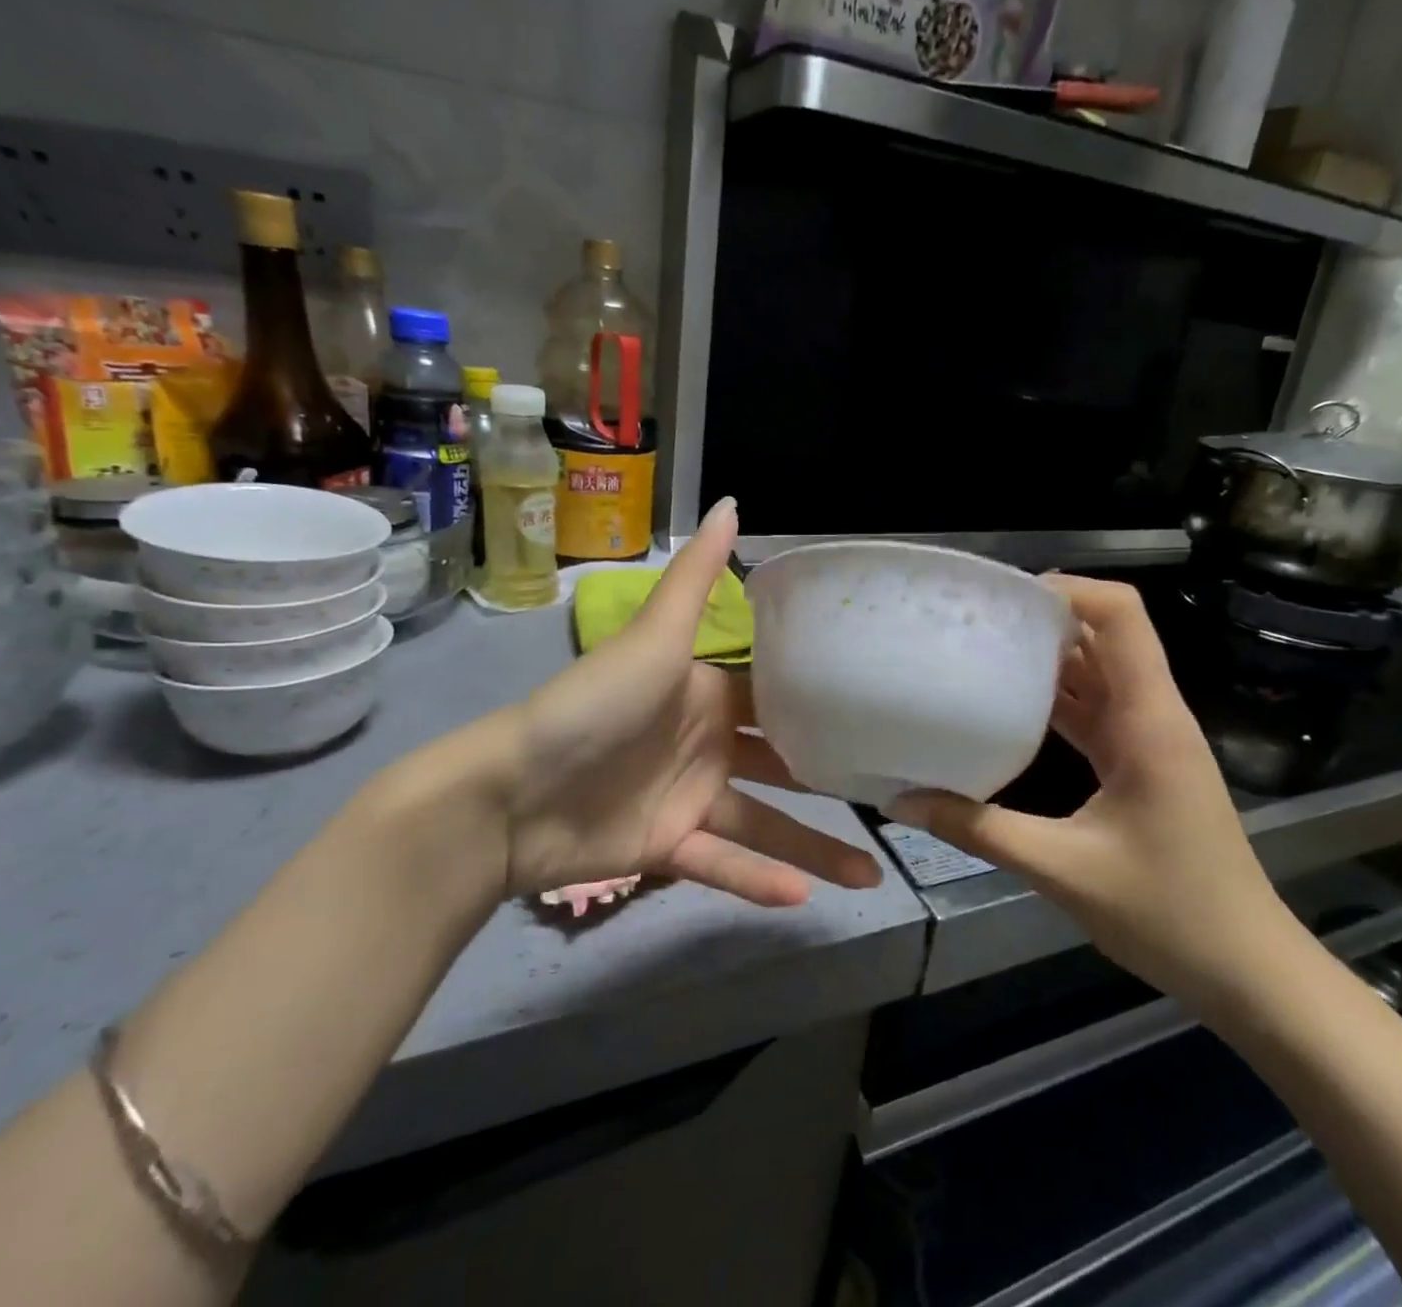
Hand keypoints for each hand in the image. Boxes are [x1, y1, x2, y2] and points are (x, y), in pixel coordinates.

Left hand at [392, 497, 882, 907]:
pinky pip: (723, 864)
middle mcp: (706, 744)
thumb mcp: (654, 635)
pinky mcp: (668, 848)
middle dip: (832, 780)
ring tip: (871, 873)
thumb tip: (734, 502)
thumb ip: (695, 577)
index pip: (778, 695)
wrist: (508, 791)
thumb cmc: (593, 704)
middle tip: (893, 796)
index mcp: (708, 692)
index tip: (882, 712)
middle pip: (783, 764)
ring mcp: (689, 799)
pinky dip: (757, 881)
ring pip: (764, 825)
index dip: (825, 702)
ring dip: (814, 849)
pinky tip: (804, 899)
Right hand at [887, 575, 1297, 1000]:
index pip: (1121, 615)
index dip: (1068, 589)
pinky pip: (1096, 709)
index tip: (1004, 598)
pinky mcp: (1141, 762)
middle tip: (974, 622)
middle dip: (1044, 618)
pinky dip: (1056, 698)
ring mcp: (1149, 738)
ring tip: (980, 652)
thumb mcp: (1061, 870)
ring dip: (1047, 657)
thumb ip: (978, 829)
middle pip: (1104, 634)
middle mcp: (1152, 714)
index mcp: (1148, 719)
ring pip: (1098, 671)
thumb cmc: (1169, 914)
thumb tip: (902, 801)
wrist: (1247, 970)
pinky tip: (1009, 707)